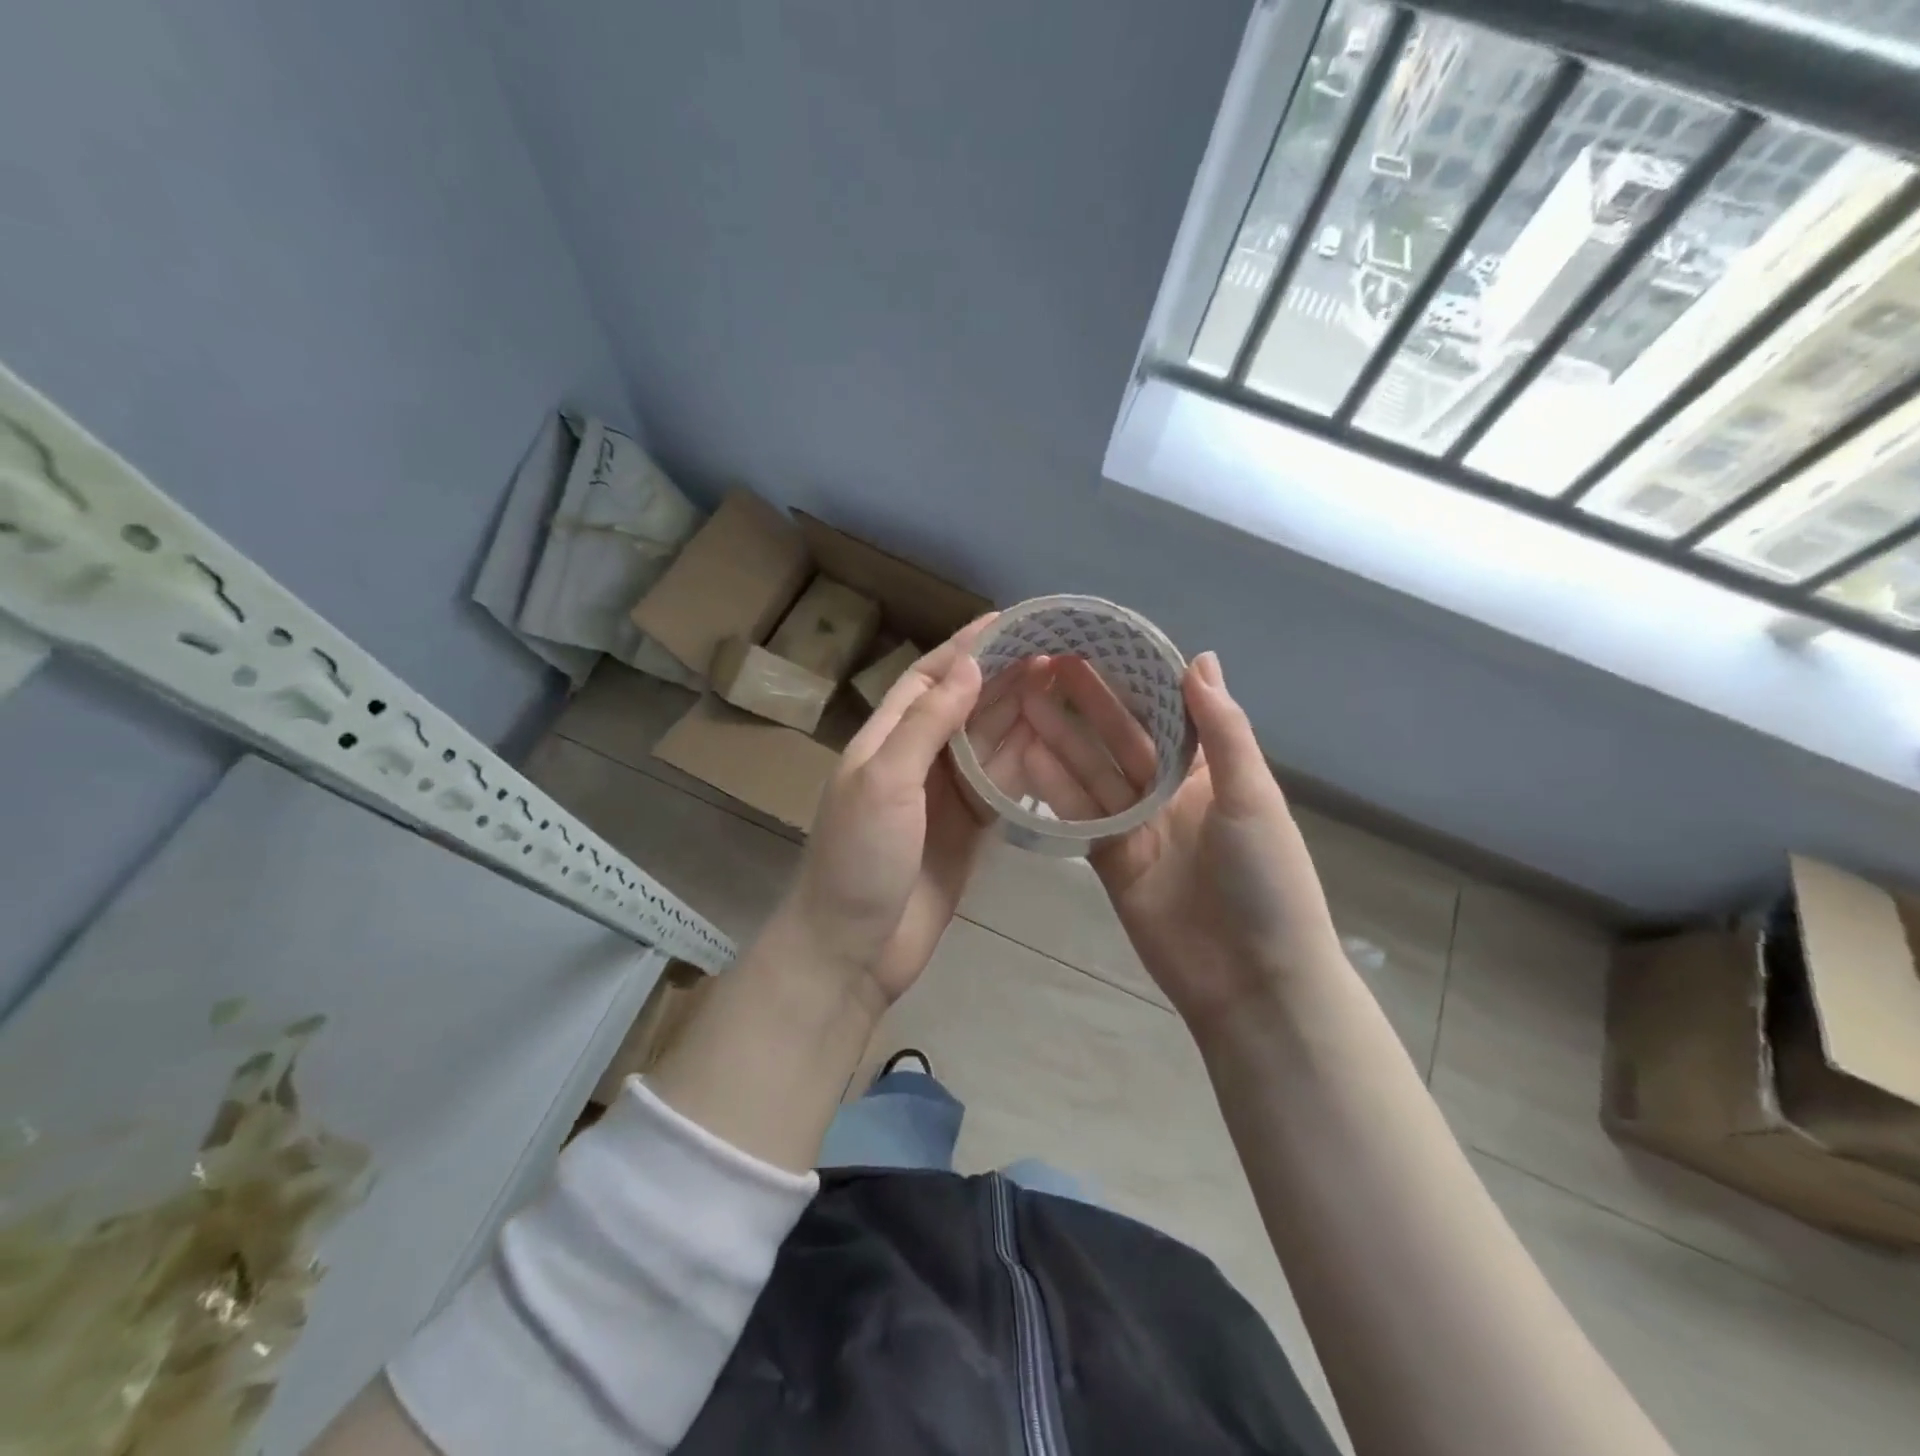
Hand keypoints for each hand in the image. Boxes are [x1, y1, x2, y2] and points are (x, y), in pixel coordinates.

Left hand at [781, 615, 1039, 1010]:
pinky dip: (1022, 763)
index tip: (1008, 621)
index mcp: (885, 740)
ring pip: (984, 743)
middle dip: (1001, 677)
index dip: (964, 648)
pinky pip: (997, 785)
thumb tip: (969, 664)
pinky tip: (1053, 743)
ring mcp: (941, 797)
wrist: (853, 950)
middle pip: (961, 706)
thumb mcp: (886, 782)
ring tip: (1062, 685)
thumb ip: (928, 723)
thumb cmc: (861, 860)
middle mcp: (914, 760)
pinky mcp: (965, 830)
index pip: (927, 678)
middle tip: (1053, 651)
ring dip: (1017, 714)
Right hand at [1016, 651, 1343, 1033]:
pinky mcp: (1109, 859)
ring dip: (1060, 737)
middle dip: (1087, 703)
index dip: (1132, 680)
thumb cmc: (1265, 879)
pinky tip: (1025, 755)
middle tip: (1045, 664)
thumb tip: (1201, 658)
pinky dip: (1054, 787)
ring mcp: (1136, 826)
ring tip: (1023, 700)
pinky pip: (1079, 815)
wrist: (1251, 980)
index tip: (1098, 644)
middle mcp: (1168, 793)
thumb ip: (1222, 730)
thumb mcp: (1252, 797)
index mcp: (1208, 772)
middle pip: (1120, 738)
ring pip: (1092, 773)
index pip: (1165, 713)